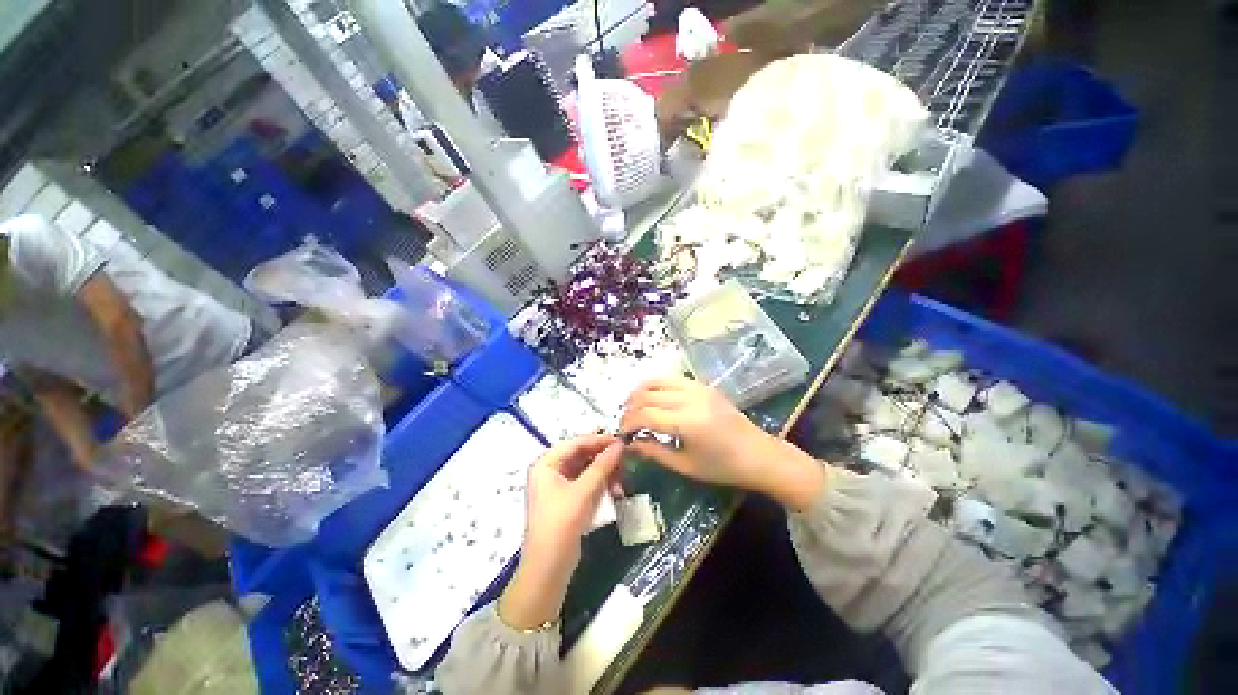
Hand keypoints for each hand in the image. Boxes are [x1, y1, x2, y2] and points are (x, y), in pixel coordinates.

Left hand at [499, 435, 624, 629]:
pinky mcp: (566, 500)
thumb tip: (620, 444)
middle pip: (581, 455)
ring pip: (586, 470)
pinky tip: (614, 492)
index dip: (599, 441)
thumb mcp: (584, 491)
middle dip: (604, 459)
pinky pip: (586, 483)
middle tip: (626, 462)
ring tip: (622, 482)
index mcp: (546, 463)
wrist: (548, 568)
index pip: (576, 443)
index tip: (621, 441)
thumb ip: (602, 465)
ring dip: (605, 474)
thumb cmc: (562, 523)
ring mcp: (557, 486)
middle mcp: (550, 470)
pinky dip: (600, 485)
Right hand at [621, 378, 826, 509]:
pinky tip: (653, 398)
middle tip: (626, 423)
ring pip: (657, 380)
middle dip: (630, 408)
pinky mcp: (703, 385)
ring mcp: (697, 387)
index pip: (645, 415)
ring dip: (640, 392)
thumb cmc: (722, 467)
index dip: (628, 423)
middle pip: (647, 394)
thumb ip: (654, 452)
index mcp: (687, 422)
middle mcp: (690, 398)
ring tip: (634, 407)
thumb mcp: (685, 466)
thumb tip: (630, 444)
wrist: (758, 454)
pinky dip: (656, 385)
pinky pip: (672, 378)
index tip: (622, 434)